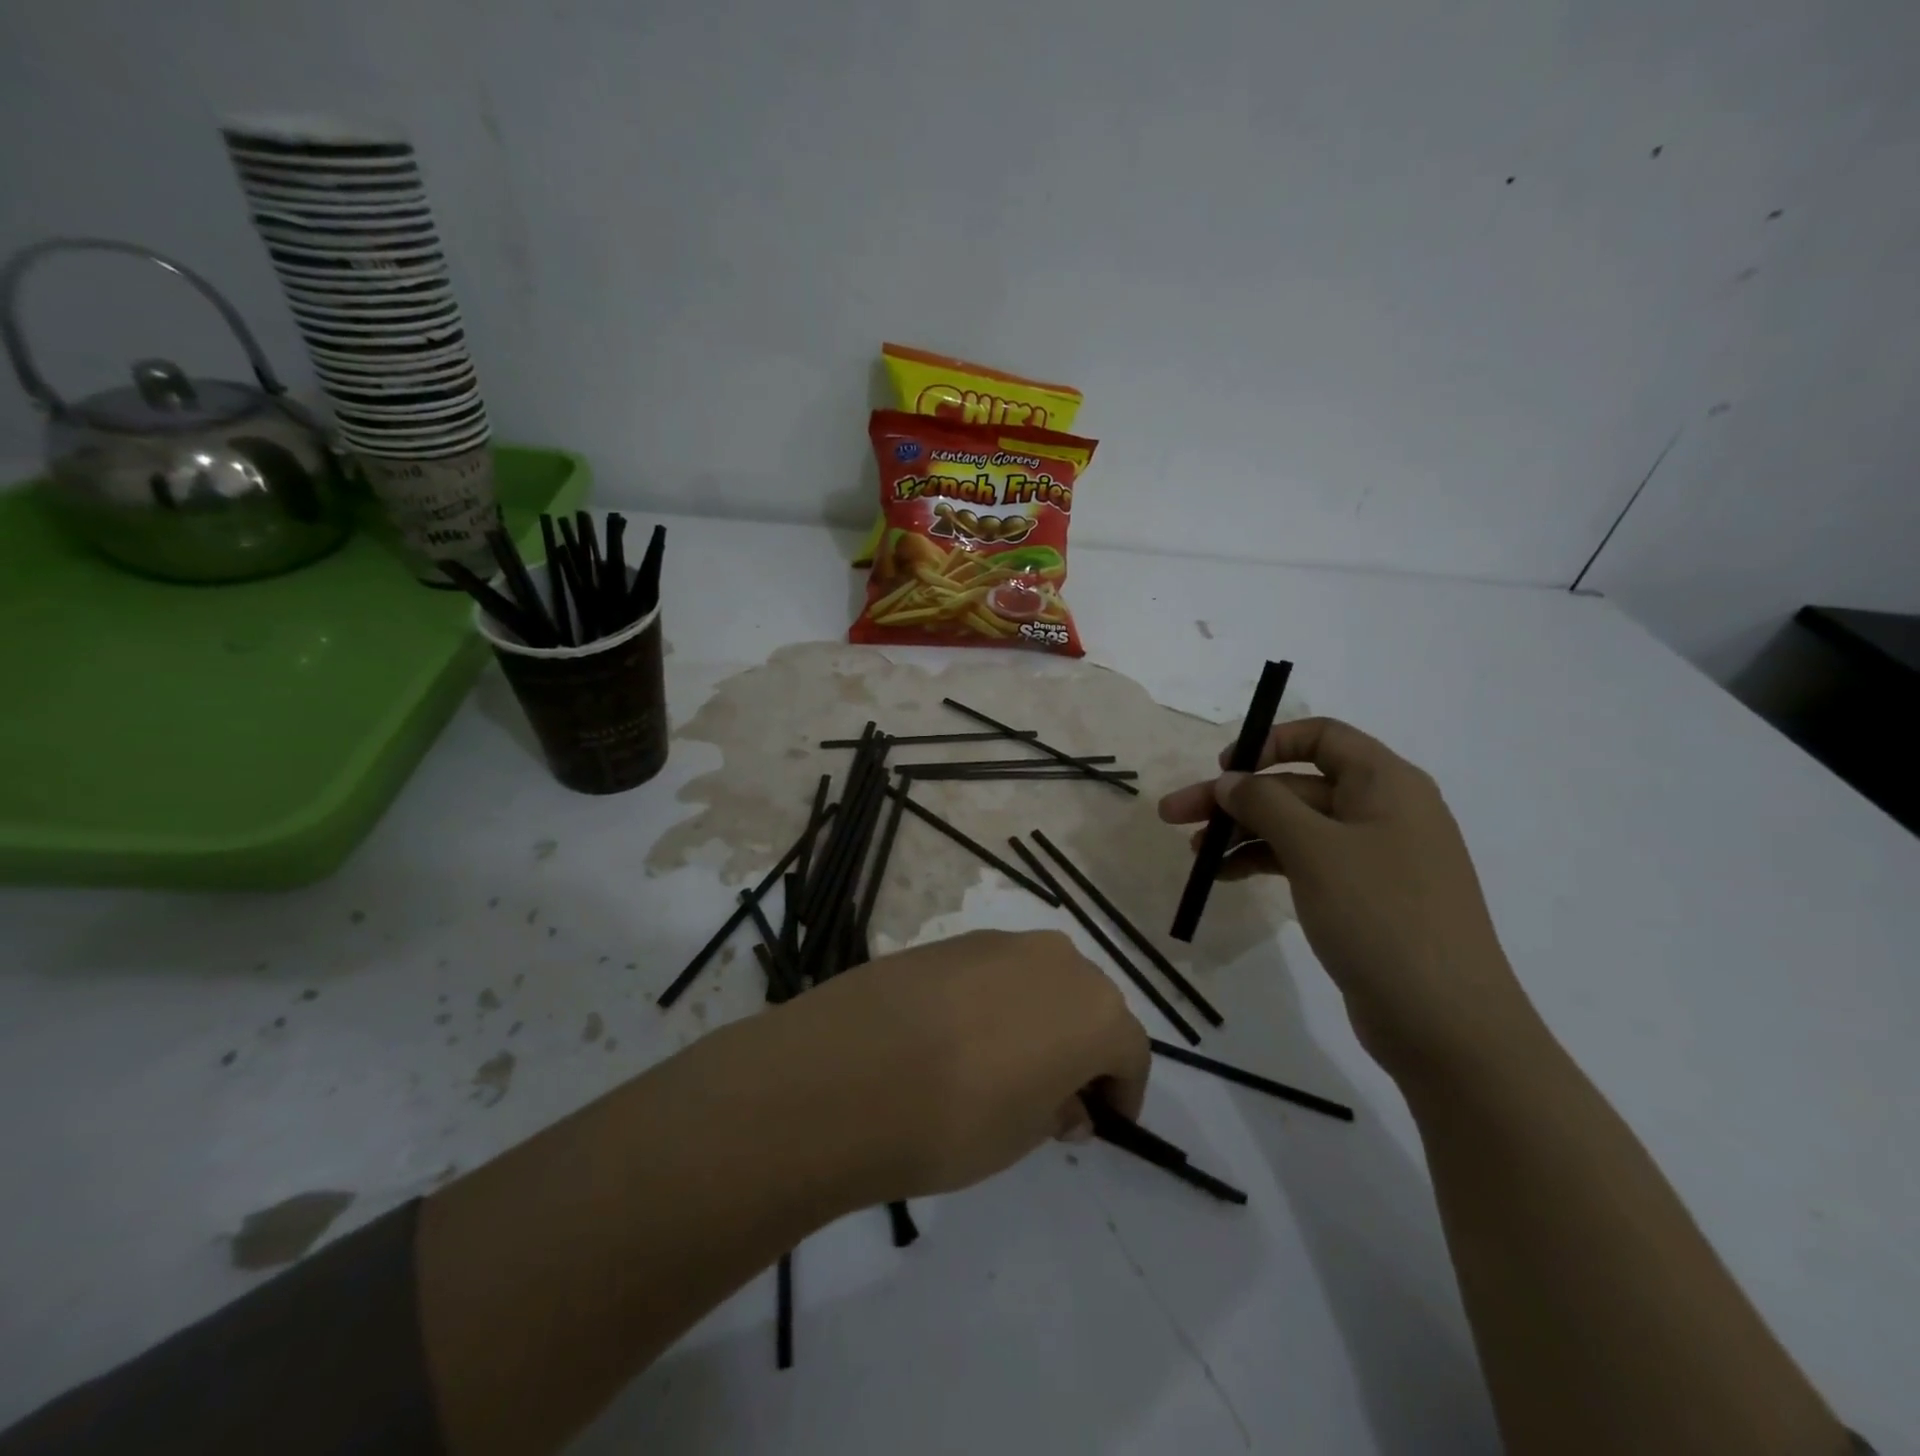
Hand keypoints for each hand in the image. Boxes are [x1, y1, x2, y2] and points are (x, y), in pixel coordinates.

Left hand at [768, 929, 1149, 1201]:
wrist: (848, 1073)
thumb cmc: (956, 1119)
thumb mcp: (1024, 1134)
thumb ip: (1057, 1108)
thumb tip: (1064, 1099)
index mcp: (1093, 1008)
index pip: (1129, 1050)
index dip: (1122, 1091)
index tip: (1103, 1124)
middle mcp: (1055, 960)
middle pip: (1088, 1004)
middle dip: (1082, 1048)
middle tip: (1056, 1096)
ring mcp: (998, 942)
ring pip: (1040, 980)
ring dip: (1039, 1017)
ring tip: (1005, 1065)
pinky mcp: (950, 940)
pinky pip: (994, 971)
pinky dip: (996, 1000)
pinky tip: (960, 1037)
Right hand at [1158, 717, 1534, 1077]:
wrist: (1445, 1023)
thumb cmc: (1381, 916)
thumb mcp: (1315, 849)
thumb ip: (1265, 804)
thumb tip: (1230, 781)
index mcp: (1385, 783)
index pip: (1322, 736)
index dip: (1268, 743)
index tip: (1223, 769)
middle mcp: (1382, 810)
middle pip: (1296, 785)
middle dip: (1234, 798)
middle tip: (1174, 815)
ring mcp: (1373, 856)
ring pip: (1295, 826)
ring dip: (1242, 833)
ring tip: (1194, 855)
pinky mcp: (1362, 896)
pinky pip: (1304, 861)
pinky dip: (1263, 862)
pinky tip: (1225, 876)